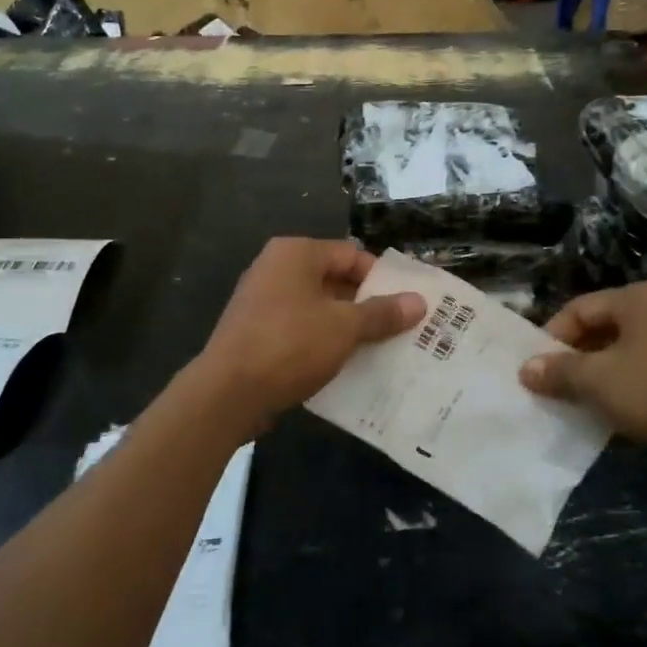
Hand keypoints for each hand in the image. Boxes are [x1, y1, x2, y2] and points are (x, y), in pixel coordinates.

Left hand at [190, 239, 425, 428]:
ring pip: (318, 309)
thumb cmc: (290, 345)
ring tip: (381, 350)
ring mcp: (262, 301)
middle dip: (367, 305)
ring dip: (347, 328)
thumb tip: (419, 302)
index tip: (407, 305)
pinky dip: (322, 343)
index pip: (351, 255)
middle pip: (335, 280)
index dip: (382, 278)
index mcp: (296, 254)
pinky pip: (300, 330)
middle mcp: (276, 269)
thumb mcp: (344, 328)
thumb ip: (382, 313)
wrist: (227, 393)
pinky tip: (346, 367)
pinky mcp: (256, 332)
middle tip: (401, 329)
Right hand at [519, 280, 646, 460]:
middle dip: (572, 360)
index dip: (551, 339)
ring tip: (574, 405)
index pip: (578, 309)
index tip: (533, 371)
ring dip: (596, 378)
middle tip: (550, 388)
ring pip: (621, 354)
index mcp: (638, 297)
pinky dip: (622, 390)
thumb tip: (526, 369)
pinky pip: (643, 373)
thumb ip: (559, 371)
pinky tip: (610, 415)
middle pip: (600, 329)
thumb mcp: (599, 381)